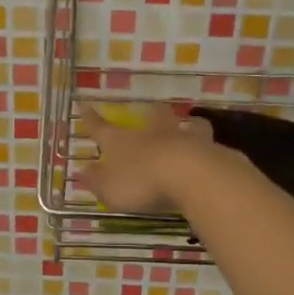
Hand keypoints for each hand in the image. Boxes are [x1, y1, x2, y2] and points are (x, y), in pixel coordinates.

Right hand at [78, 103, 225, 214]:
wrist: (190, 175)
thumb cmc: (142, 182)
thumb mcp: (110, 189)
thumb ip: (96, 181)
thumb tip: (82, 171)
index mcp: (123, 142)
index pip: (102, 128)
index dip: (91, 119)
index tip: (85, 105)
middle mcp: (153, 134)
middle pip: (152, 116)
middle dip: (151, 113)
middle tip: (152, 109)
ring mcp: (184, 139)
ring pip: (186, 124)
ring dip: (187, 124)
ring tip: (192, 124)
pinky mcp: (210, 150)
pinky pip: (209, 145)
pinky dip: (208, 147)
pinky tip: (211, 153)